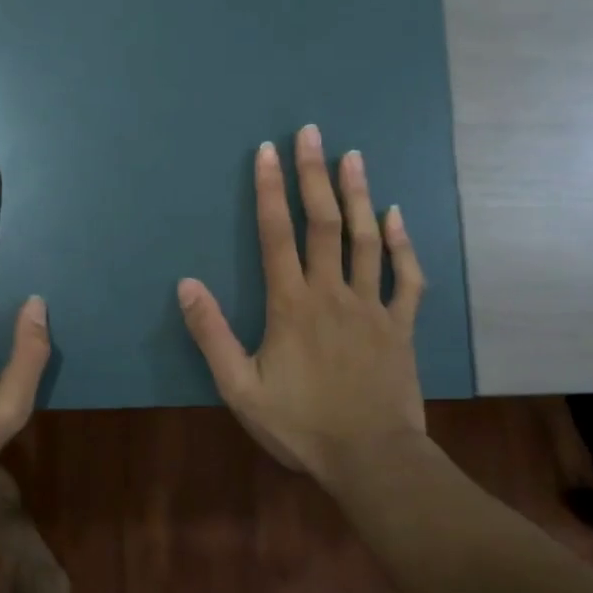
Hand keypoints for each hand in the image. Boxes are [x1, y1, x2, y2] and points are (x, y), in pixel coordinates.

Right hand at [177, 125, 426, 481]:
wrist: (371, 459)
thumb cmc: (299, 424)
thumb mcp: (239, 387)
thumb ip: (211, 334)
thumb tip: (186, 283)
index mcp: (290, 304)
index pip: (277, 234)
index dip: (270, 189)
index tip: (267, 151)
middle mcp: (331, 292)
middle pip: (323, 223)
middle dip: (314, 174)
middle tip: (312, 133)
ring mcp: (371, 306)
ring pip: (366, 239)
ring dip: (359, 194)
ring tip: (353, 156)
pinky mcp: (400, 325)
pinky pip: (405, 277)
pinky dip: (402, 243)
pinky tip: (396, 215)